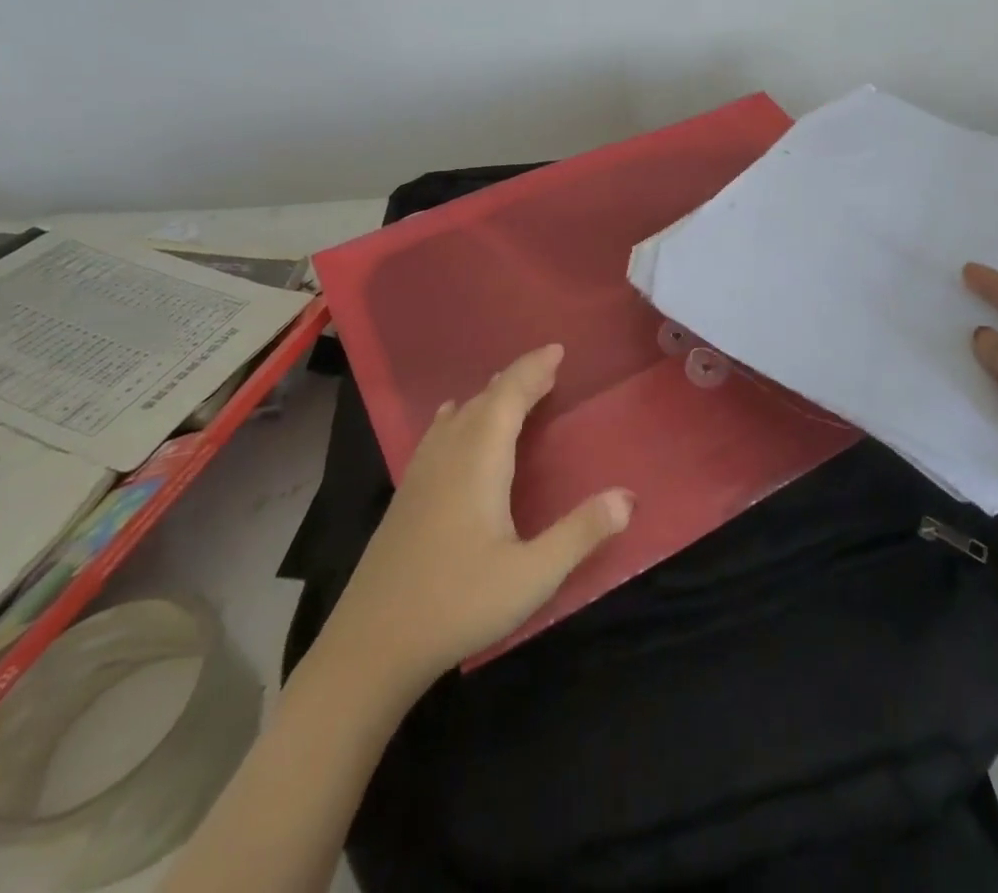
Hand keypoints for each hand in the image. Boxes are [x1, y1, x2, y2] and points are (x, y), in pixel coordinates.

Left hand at [334, 344, 633, 684]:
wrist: (369, 648)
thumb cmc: (457, 604)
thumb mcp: (532, 576)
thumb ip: (581, 533)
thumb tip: (628, 497)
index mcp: (479, 461)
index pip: (508, 397)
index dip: (532, 370)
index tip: (557, 350)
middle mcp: (448, 456)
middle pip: (484, 400)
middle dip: (516, 380)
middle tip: (547, 369)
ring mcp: (420, 475)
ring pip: (457, 415)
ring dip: (488, 396)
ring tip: (509, 388)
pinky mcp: (405, 497)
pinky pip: (437, 434)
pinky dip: (457, 416)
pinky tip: (449, 421)